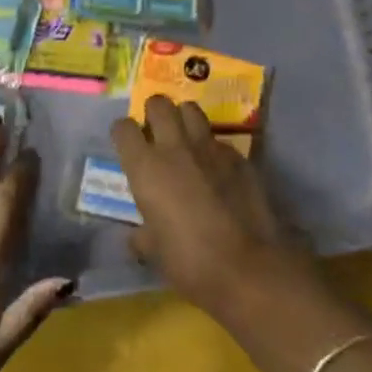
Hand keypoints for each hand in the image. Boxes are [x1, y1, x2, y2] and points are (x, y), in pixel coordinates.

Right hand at [109, 96, 308, 311]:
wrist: (248, 266)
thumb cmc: (189, 261)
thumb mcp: (153, 251)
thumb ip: (142, 235)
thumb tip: (138, 236)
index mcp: (145, 167)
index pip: (123, 128)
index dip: (123, 134)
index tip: (127, 146)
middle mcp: (175, 147)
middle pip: (159, 104)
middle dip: (154, 113)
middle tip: (156, 133)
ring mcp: (210, 148)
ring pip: (192, 110)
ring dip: (184, 119)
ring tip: (185, 139)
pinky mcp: (240, 157)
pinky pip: (219, 141)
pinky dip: (213, 148)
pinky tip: (217, 170)